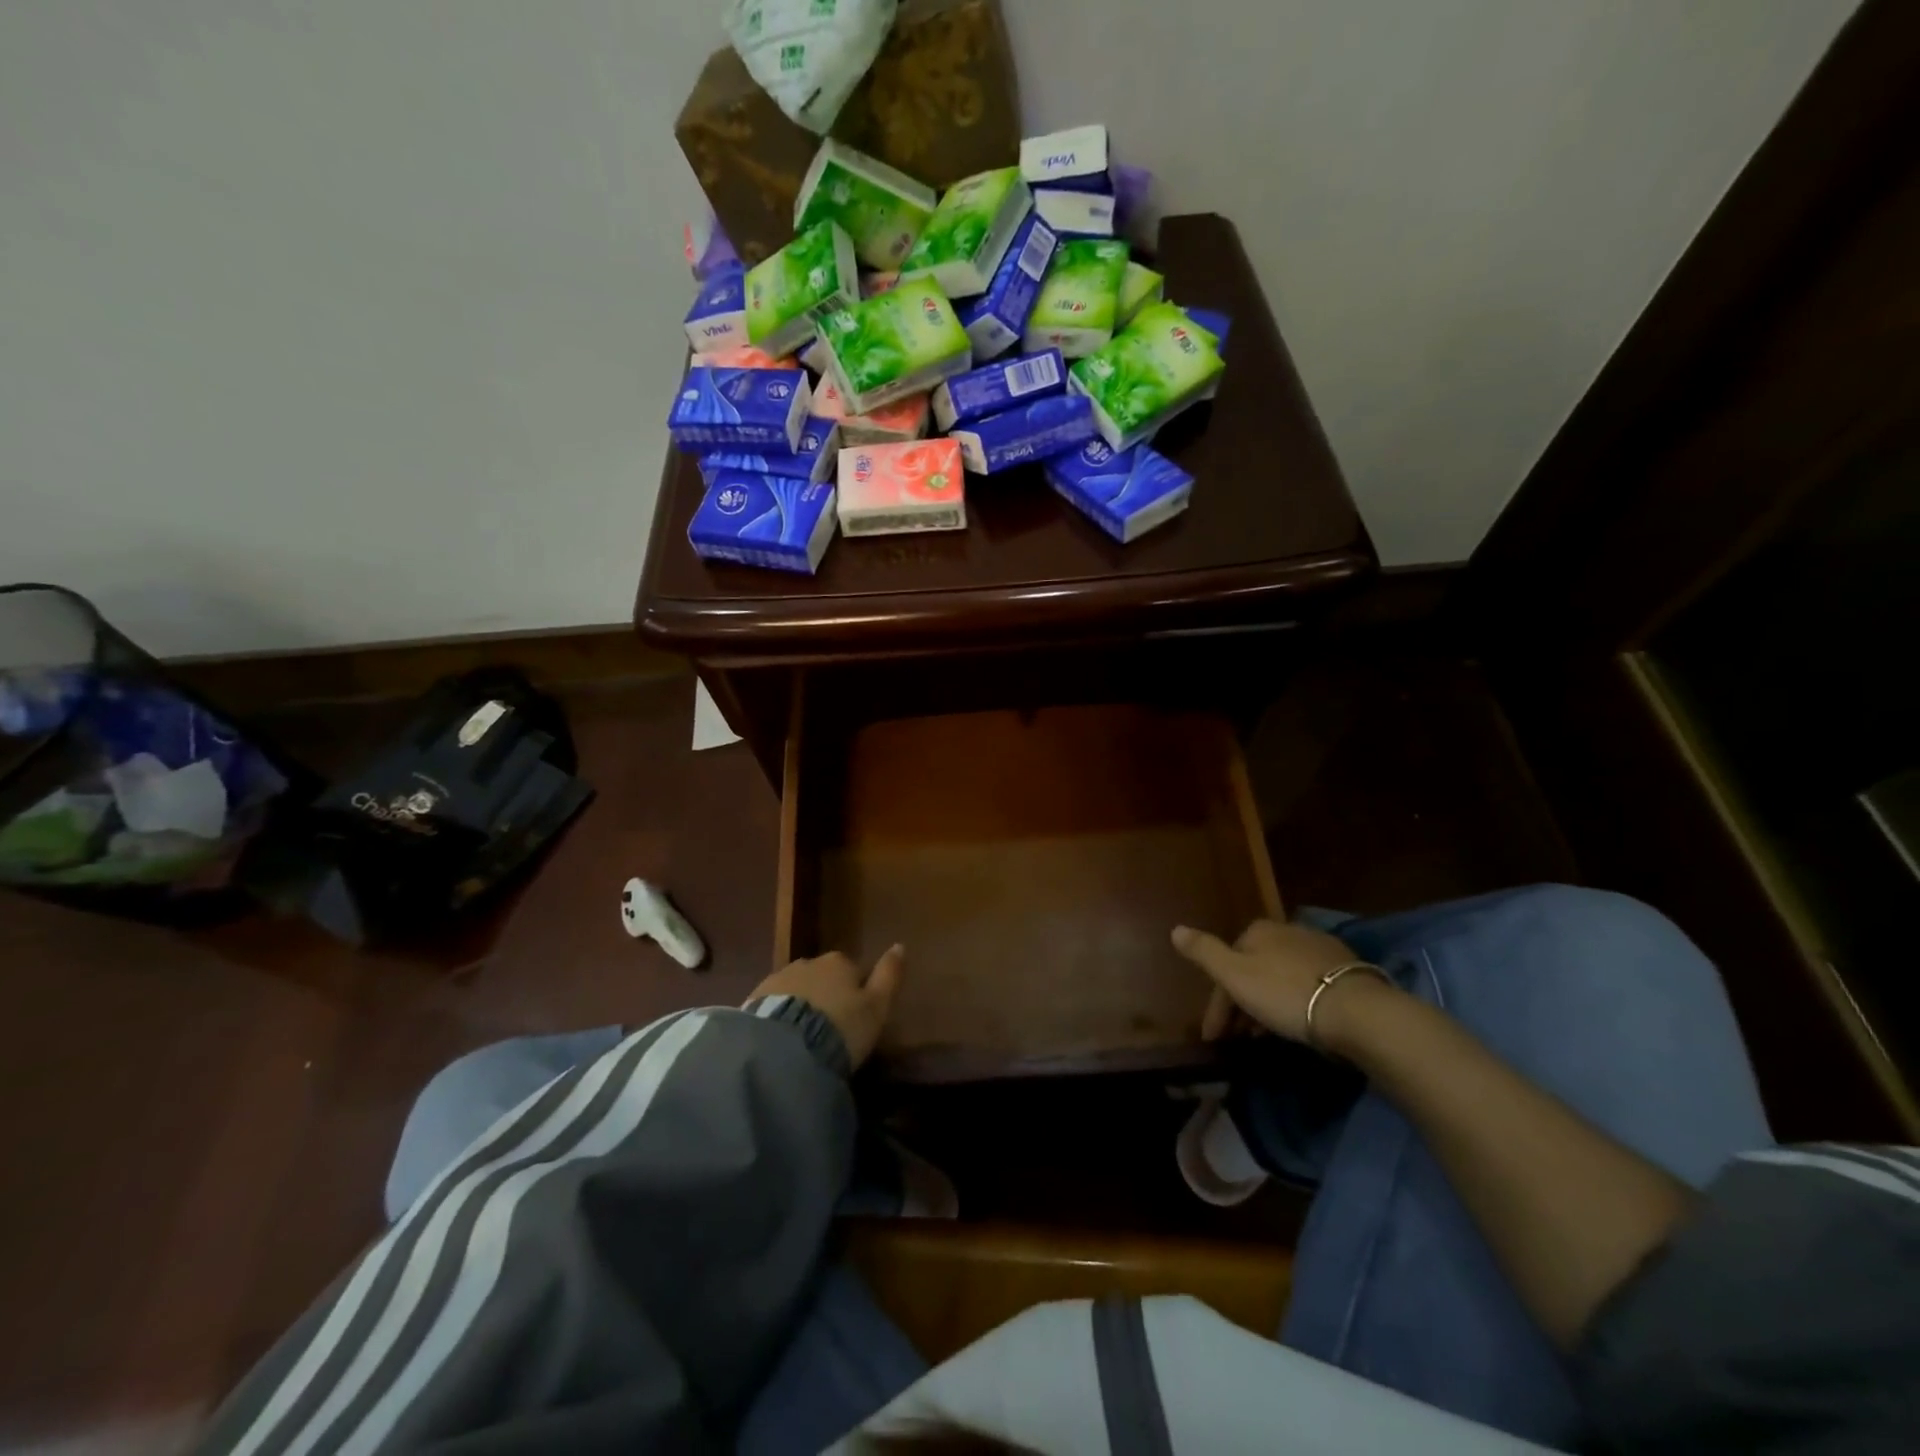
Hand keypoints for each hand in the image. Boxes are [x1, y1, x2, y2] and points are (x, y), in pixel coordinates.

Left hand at [750, 945, 904, 1068]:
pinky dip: (778, 1018)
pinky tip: (781, 1041)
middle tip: (828, 1030)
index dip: (855, 993)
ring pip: (796, 989)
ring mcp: (778, 979)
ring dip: (800, 1006)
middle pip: (822, 977)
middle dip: (825, 996)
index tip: (854, 1018)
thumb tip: (900, 945)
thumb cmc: (841, 1027)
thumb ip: (889, 976)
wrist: (785, 1049)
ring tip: (803, 1039)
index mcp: (839, 962)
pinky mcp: (753, 1000)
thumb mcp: (877, 1007)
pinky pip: (773, 1006)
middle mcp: (808, 962)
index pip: (852, 971)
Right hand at [1173, 919, 1383, 1044]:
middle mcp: (1286, 930)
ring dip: (1266, 1004)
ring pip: (1279, 977)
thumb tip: (1175, 929)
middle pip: (1253, 969)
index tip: (1213, 1037)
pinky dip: (1292, 1001)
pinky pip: (1305, 984)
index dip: (1216, 1004)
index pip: (1226, 965)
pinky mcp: (1345, 969)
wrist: (1356, 1010)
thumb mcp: (1235, 975)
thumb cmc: (1286, 993)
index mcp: (1257, 930)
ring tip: (1264, 1038)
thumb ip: (1204, 952)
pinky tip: (1297, 1022)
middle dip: (1241, 1003)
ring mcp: (1318, 948)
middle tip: (1237, 1039)